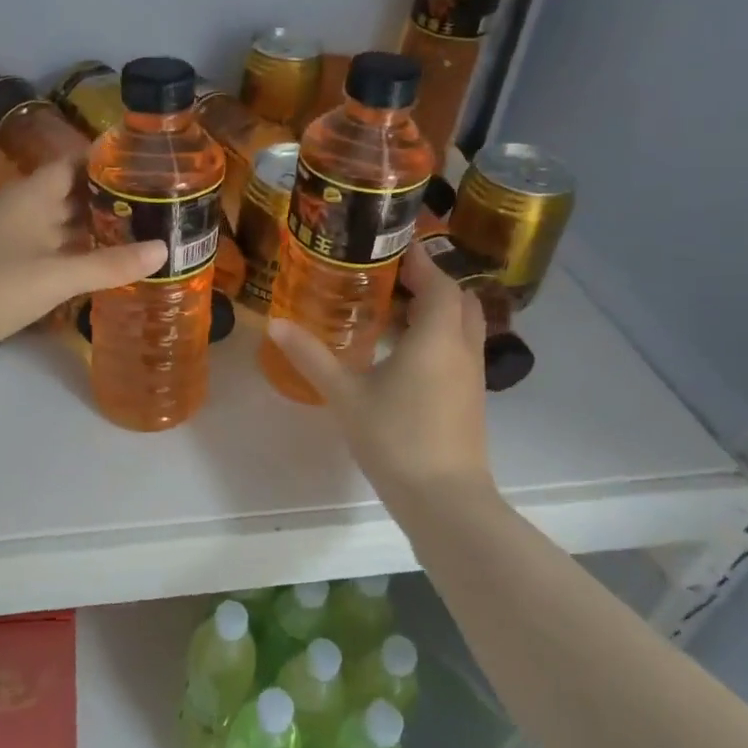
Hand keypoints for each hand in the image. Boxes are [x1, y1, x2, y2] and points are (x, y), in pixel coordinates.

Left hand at [0, 159, 164, 422]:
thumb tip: (165, 250)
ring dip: (96, 229)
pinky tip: (103, 267)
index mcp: (33, 194)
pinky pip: (52, 252)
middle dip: (110, 198)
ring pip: (62, 226)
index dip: (108, 160)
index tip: (148, 164)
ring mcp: (13, 240)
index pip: (76, 162)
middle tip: (159, 204)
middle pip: (72, 194)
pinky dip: (78, 256)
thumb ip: (110, 264)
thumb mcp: (56, 274)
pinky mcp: (7, 269)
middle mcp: (24, 209)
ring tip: (143, 233)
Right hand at [267, 239, 495, 497]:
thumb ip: (311, 356)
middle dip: (432, 282)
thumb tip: (275, 323)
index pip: (439, 282)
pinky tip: (404, 353)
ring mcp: (472, 376)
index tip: (392, 247)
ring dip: (437, 311)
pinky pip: (459, 350)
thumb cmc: (395, 438)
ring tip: (394, 310)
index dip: (420, 261)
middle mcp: (462, 348)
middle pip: (459, 300)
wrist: (444, 500)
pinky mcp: (471, 399)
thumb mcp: (345, 394)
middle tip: (391, 278)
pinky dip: (438, 337)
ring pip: (462, 326)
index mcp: (437, 337)